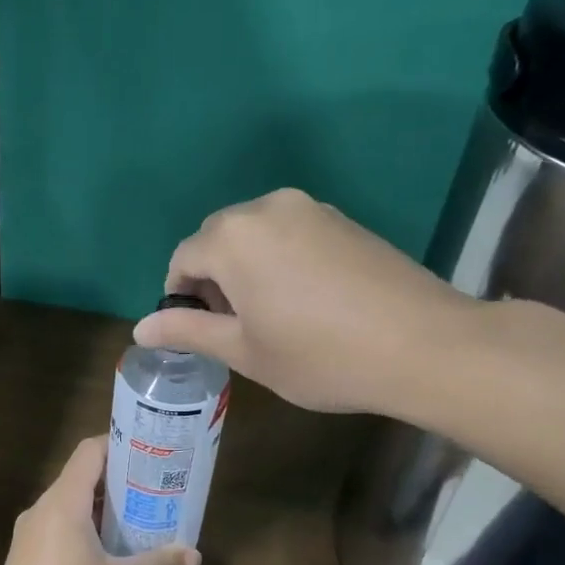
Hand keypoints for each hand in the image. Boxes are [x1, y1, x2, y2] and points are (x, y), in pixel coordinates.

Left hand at [0, 438, 200, 564]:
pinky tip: (110, 560)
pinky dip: (85, 536)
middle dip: (119, 485)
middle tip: (156, 492)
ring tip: (140, 525)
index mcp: (62, 504)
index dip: (120, 446)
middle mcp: (40, 512)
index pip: (90, 452)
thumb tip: (193, 555)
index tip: (150, 454)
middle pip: (81, 480)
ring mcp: (27, 539)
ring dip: (103, 514)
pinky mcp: (23, 564)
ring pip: (70, 510)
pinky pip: (58, 534)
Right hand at [135, 188, 479, 416]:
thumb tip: (142, 328)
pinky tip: (304, 299)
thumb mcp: (245, 351)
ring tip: (268, 314)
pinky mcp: (343, 219)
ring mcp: (310, 209)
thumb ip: (189, 331)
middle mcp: (267, 208)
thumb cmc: (320, 356)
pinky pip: (290, 232)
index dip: (180, 296)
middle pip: (218, 238)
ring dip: (245, 267)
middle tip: (231, 326)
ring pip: (255, 233)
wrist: (422, 344)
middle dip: (212, 278)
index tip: (197, 331)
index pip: (183, 258)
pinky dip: (279, 259)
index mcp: (234, 238)